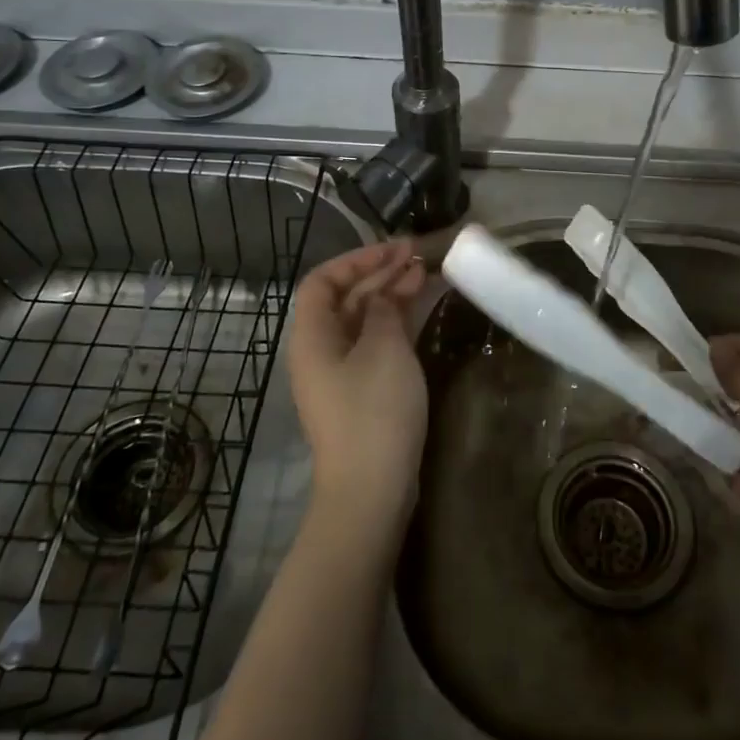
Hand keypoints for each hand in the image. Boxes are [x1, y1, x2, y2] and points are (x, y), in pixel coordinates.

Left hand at [284, 240, 428, 519]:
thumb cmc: (373, 410)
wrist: (371, 489)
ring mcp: (341, 373)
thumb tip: (383, 296)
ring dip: (392, 295)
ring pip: (364, 320)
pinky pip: (375, 343)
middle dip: (381, 274)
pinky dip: (396, 323)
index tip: (394, 250)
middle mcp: (321, 350)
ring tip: (427, 274)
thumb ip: (383, 309)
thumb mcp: (383, 348)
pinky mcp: (362, 392)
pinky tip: (421, 310)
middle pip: (346, 299)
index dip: (356, 260)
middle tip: (419, 257)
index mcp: (312, 336)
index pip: (323, 281)